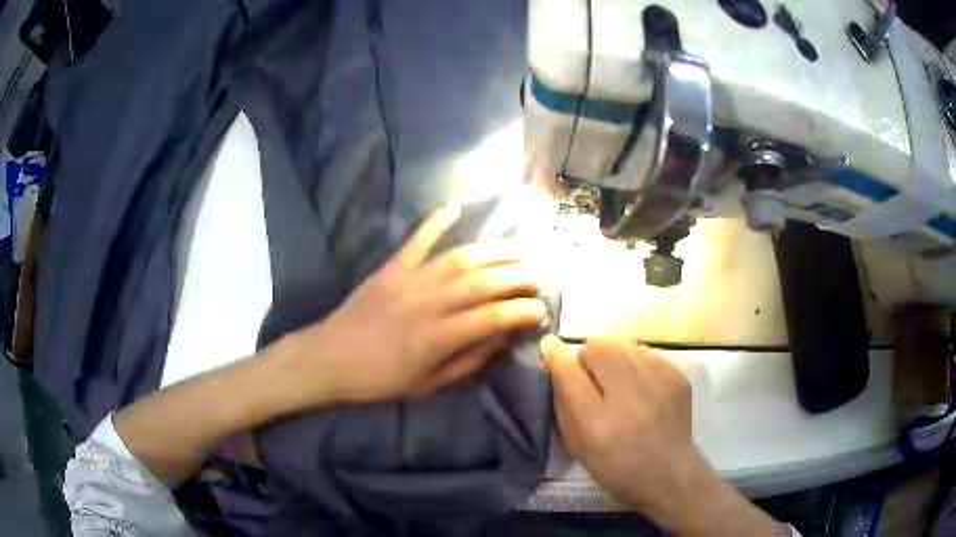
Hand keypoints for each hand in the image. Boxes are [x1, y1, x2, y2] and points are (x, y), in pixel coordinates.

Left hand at [273, 203, 547, 408]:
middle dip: (518, 276)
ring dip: (494, 252)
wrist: (330, 358)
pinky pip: (417, 239)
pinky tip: (455, 206)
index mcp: (438, 337)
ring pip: (460, 258)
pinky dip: (436, 221)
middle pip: (484, 281)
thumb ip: (468, 361)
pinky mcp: (392, 267)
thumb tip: (501, 338)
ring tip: (518, 251)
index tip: (541, 310)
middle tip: (538, 277)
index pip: (493, 317)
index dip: (522, 311)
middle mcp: (429, 303)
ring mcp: (409, 280)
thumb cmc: (380, 379)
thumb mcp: (429, 383)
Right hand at [540, 336, 778, 535]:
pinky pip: (645, 354)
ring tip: (619, 385)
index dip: (563, 358)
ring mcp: (662, 379)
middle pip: (602, 346)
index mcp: (603, 415)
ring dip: (615, 358)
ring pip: (625, 345)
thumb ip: (568, 396)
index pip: (574, 362)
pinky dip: (635, 364)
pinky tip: (640, 388)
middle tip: (593, 383)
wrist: (673, 475)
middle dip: (591, 356)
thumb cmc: (620, 467)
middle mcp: (633, 391)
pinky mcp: (678, 375)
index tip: (558, 360)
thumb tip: (558, 352)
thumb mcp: (583, 442)